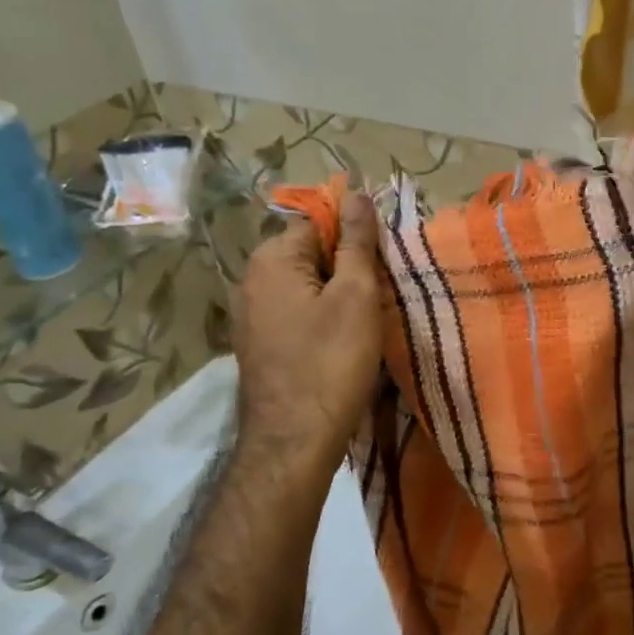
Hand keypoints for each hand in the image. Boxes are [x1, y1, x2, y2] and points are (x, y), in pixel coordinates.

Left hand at [232, 193, 382, 479]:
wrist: (294, 441)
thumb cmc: (331, 361)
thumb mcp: (356, 295)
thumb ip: (356, 242)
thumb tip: (354, 193)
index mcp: (271, 259)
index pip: (319, 223)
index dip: (356, 239)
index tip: (383, 266)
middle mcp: (251, 279)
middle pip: (311, 254)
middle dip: (348, 268)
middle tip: (379, 297)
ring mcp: (250, 315)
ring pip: (306, 287)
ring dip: (337, 296)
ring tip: (366, 322)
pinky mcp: (258, 345)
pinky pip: (295, 313)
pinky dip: (321, 319)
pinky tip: (342, 343)